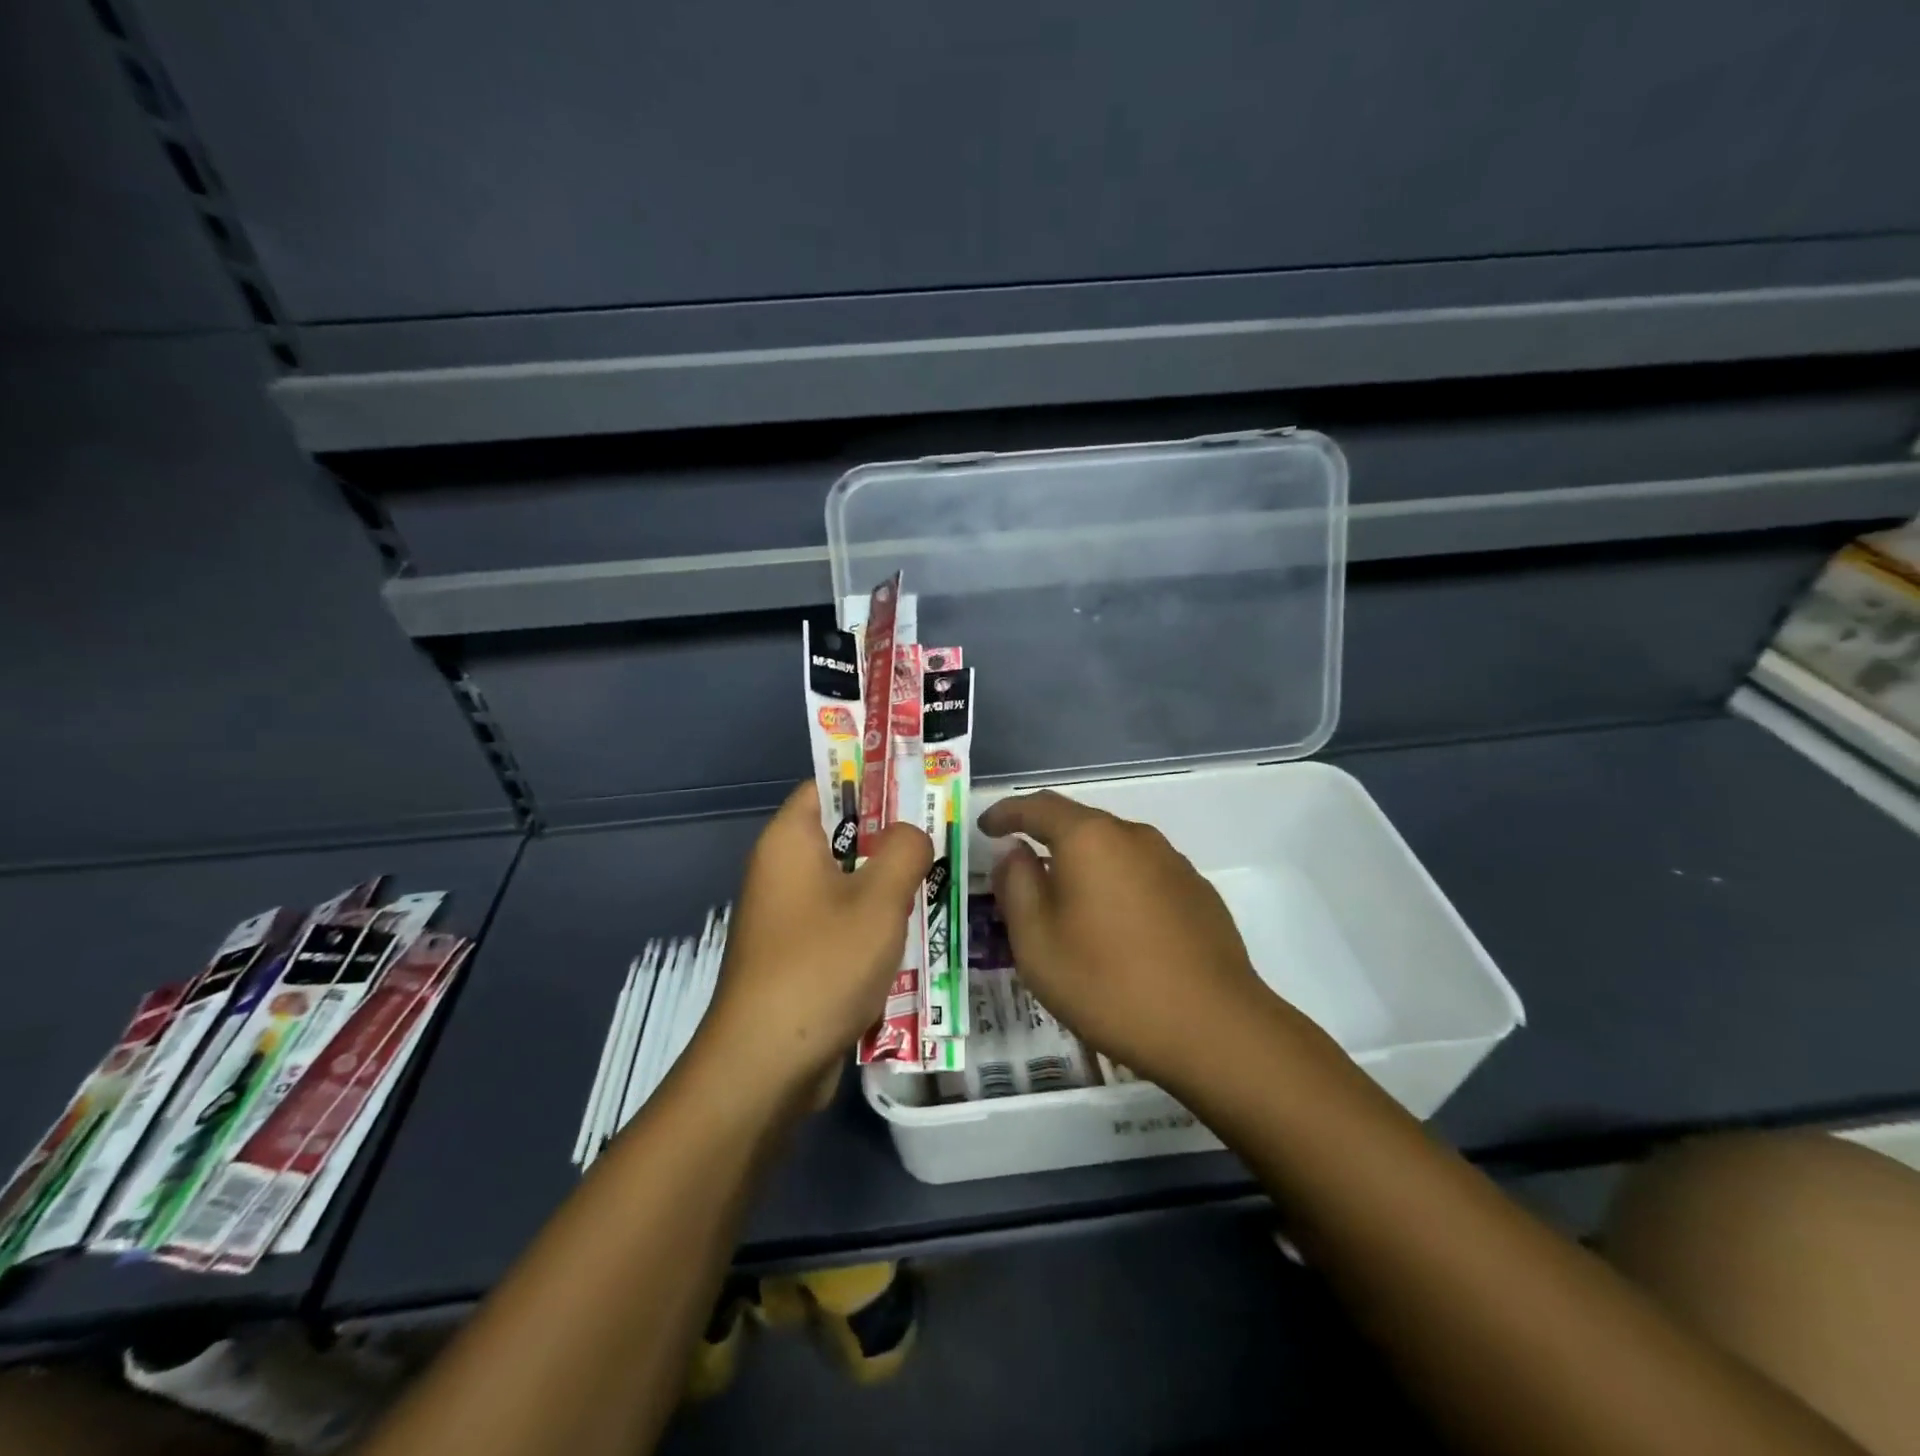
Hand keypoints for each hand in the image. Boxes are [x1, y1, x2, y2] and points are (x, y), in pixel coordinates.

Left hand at [702, 783, 931, 1098]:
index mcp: (789, 841)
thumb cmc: (822, 964)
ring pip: (847, 882)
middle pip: (842, 834)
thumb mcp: (879, 899)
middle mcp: (781, 870)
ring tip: (937, 883)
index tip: (919, 786)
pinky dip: (873, 924)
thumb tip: (912, 834)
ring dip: (887, 885)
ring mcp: (788, 916)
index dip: (873, 779)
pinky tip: (912, 935)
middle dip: (891, 837)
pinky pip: (841, 922)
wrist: (767, 1064)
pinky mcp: (797, 955)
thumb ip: (905, 850)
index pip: (829, 785)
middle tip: (941, 837)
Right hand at [980, 791, 1302, 1085]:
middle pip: (1080, 825)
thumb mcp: (1037, 942)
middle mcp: (1134, 836)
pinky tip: (1118, 929)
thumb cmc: (1108, 983)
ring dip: (1085, 868)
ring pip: (1114, 851)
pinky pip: (1143, 875)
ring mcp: (1172, 862)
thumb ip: (1017, 886)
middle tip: (1022, 875)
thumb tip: (1015, 851)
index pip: (1038, 807)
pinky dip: (1118, 888)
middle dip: (1046, 842)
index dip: (1007, 813)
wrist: (1213, 1028)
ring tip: (1069, 907)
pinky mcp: (1198, 892)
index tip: (986, 828)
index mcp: (1090, 839)